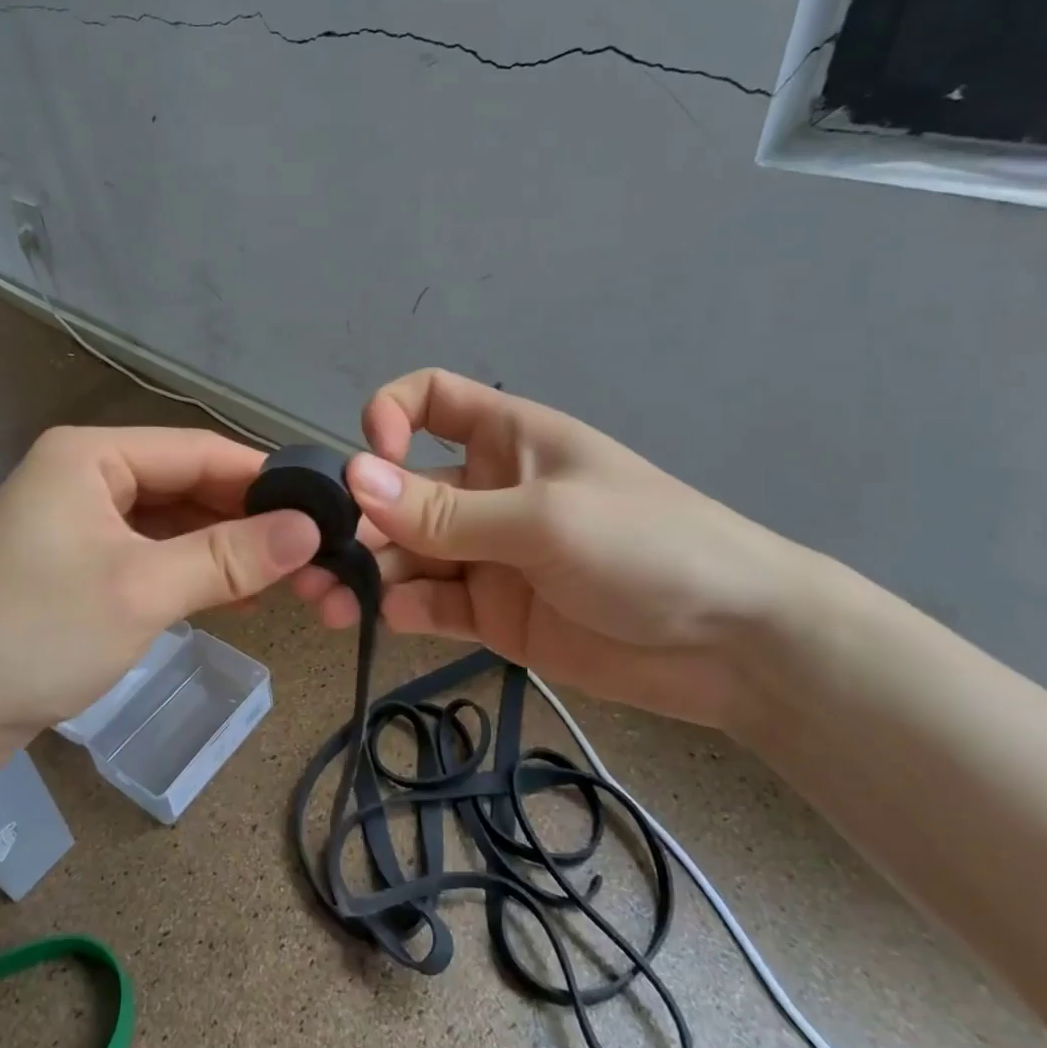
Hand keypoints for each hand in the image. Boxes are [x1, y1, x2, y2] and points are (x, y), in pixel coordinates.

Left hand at [0, 426, 319, 768]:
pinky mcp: (78, 563)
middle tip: (312, 551)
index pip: (199, 451)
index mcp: (91, 455)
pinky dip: (192, 570)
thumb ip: (230, 556)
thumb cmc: (37, 635)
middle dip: (247, 519)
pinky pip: (151, 552)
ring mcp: (78, 520)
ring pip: (172, 521)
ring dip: (223, 548)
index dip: (264, 478)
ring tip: (284, 576)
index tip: (324, 507)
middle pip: (187, 484)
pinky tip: (234, 594)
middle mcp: (84, 474)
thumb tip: (311, 529)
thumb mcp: (143, 590)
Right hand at [292, 370, 809, 727]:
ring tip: (327, 601)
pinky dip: (402, 607)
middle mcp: (485, 490)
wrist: (733, 646)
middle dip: (357, 519)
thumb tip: (353, 479)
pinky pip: (430, 601)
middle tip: (312, 560)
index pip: (428, 401)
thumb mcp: (542, 520)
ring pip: (404, 553)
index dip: (388, 417)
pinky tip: (388, 618)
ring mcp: (485, 554)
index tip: (369, 459)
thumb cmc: (648, 547)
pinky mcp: (490, 612)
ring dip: (365, 571)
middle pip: (400, 491)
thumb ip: (444, 511)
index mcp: (505, 439)